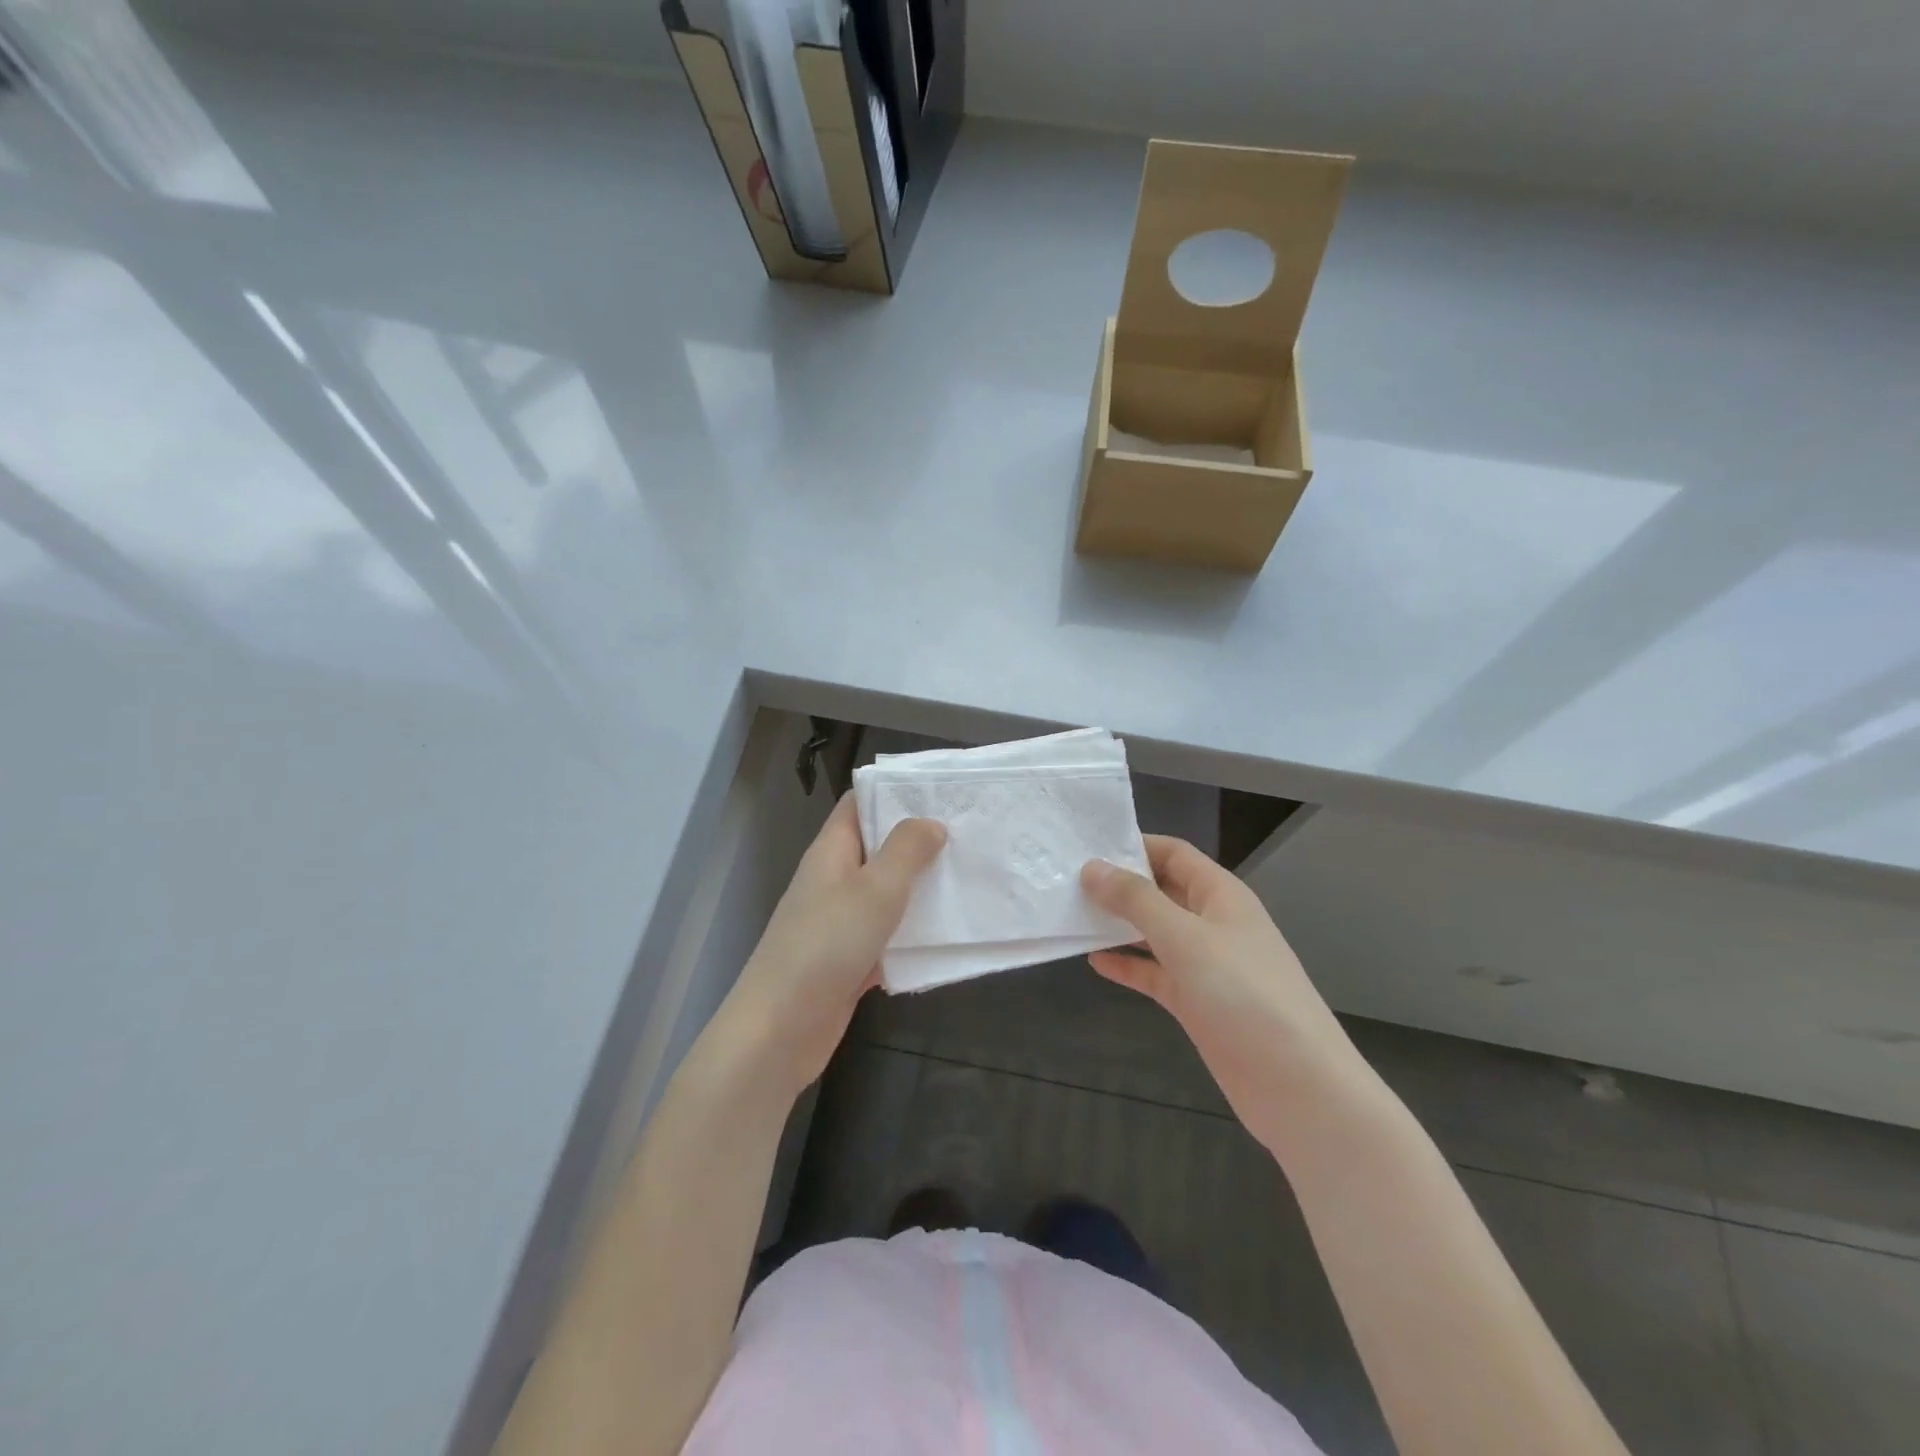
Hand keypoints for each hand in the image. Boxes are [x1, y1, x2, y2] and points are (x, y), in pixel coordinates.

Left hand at [723, 794, 944, 1096]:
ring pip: (887, 893)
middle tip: (971, 833)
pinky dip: (914, 933)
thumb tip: (930, 823)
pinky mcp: (851, 958)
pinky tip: (950, 933)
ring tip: (971, 876)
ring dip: (922, 887)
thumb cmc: (827, 945)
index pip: (860, 803)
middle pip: (879, 847)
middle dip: (920, 840)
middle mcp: (834, 879)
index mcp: (832, 851)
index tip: (942, 790)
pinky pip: (889, 935)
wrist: (780, 1030)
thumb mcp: (875, 888)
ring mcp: (841, 921)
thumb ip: (906, 850)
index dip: (896, 791)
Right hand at [1082, 836, 1364, 1147]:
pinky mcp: (1196, 1002)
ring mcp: (1205, 965)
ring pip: (1154, 933)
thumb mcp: (1186, 938)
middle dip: (1118, 885)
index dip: (1133, 846)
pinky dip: (1127, 965)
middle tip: (1065, 881)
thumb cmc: (1244, 995)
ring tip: (1070, 916)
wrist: (1298, 1086)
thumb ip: (1137, 901)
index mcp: (1220, 894)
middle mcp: (1212, 922)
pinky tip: (1093, 962)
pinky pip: (1155, 973)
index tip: (1084, 847)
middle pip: (1160, 890)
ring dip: (1118, 925)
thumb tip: (1091, 868)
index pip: (1172, 853)